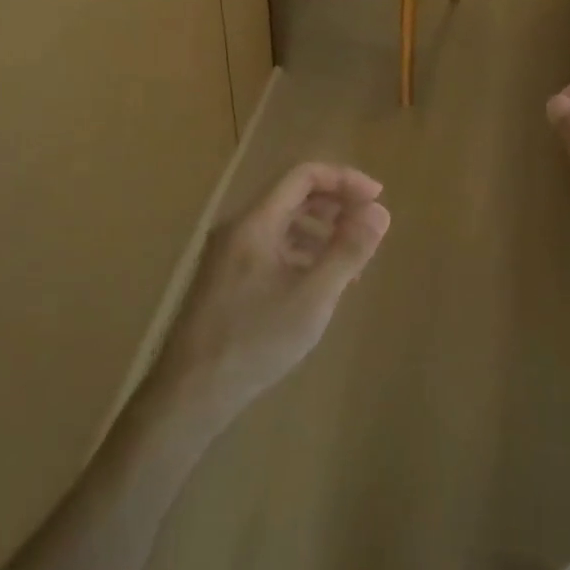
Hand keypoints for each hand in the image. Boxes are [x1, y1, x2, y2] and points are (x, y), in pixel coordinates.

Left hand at [151, 163, 390, 421]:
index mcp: (255, 222)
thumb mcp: (313, 297)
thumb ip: (348, 251)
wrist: (190, 394)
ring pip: (282, 224)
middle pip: (293, 195)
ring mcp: (229, 254)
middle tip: (367, 228)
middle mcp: (238, 228)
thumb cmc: (255, 340)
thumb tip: (380, 211)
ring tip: (350, 262)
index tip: (377, 200)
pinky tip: (318, 285)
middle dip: (335, 205)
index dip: (344, 180)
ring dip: (320, 231)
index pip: (303, 175)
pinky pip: (271, 248)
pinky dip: (301, 254)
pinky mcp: (227, 279)